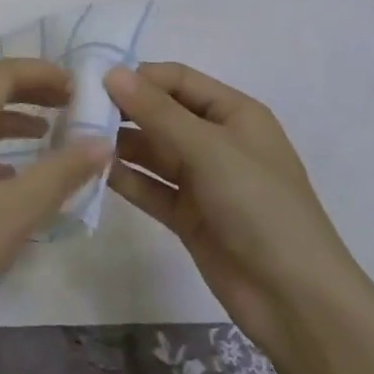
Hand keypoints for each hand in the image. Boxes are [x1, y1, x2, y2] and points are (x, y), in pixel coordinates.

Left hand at [0, 59, 110, 373]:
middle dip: (27, 89)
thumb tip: (102, 141)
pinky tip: (10, 177)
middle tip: (68, 103)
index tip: (78, 86)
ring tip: (48, 134)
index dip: (41, 72)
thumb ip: (60, 173)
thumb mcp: (12, 214)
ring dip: (8, 117)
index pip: (0, 73)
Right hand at [106, 62, 366, 360]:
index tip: (94, 82)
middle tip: (77, 110)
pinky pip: (150, 186)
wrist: (297, 302)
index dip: (138, 77)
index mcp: (233, 113)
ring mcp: (202, 180)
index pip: (177, 79)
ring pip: (152, 150)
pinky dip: (125, 178)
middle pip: (161, 113)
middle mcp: (216, 140)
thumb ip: (157, 111)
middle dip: (123, 110)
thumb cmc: (260, 206)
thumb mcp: (209, 150)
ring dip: (119, 144)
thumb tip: (111, 72)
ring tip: (76, 140)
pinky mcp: (188, 216)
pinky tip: (93, 171)